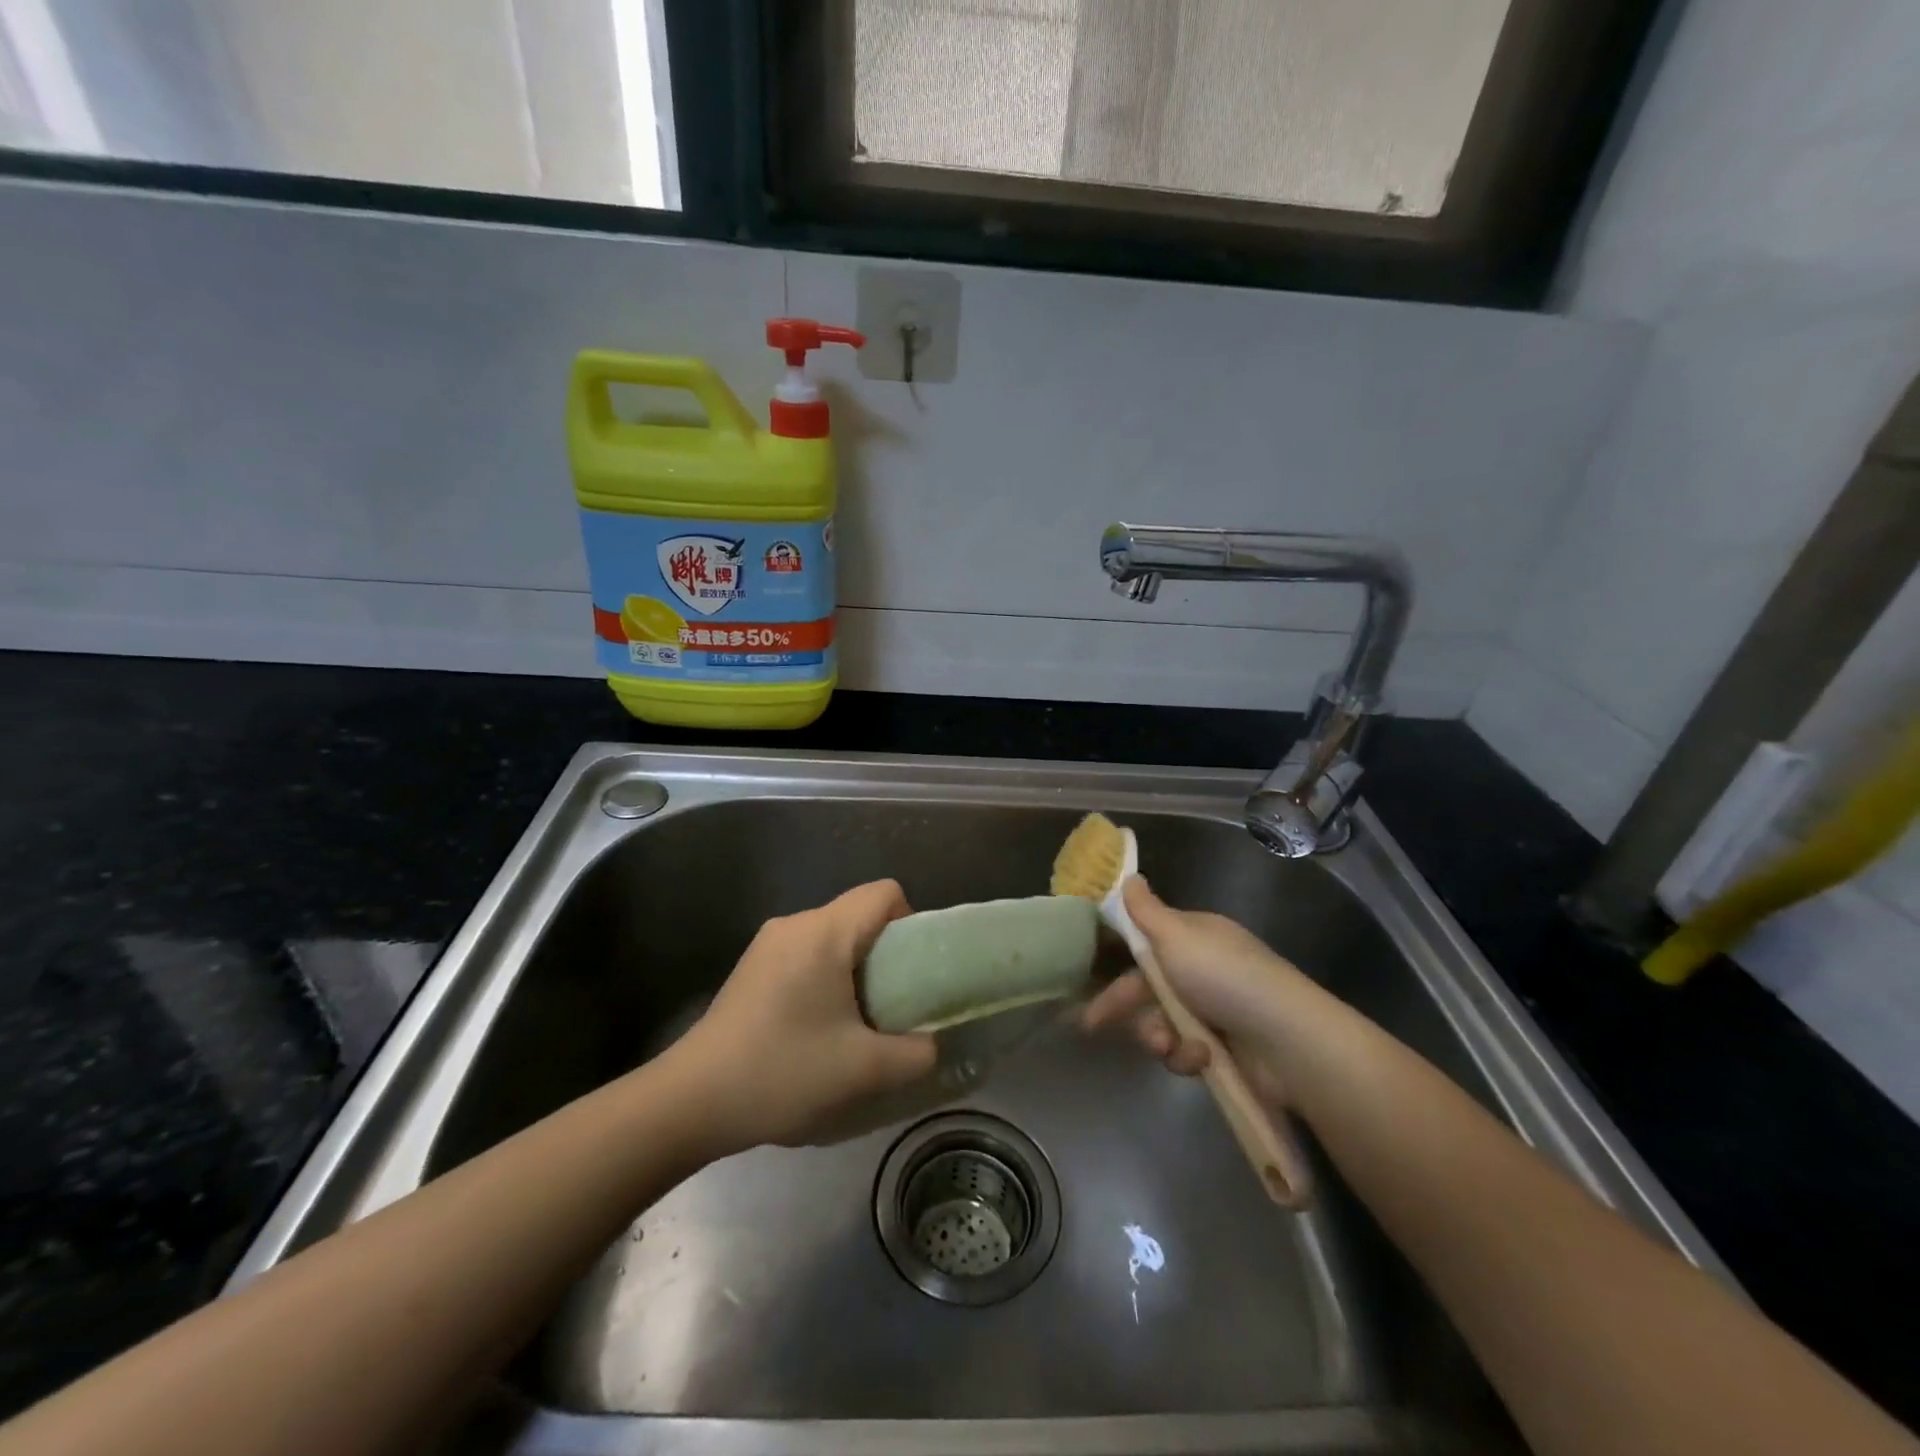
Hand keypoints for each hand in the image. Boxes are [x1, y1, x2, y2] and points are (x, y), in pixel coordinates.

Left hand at [674, 880, 937, 1149]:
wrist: (691, 1101)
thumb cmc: (783, 1072)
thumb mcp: (865, 1071)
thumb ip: (916, 1053)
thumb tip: (931, 1043)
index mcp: (824, 931)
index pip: (885, 893)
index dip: (912, 924)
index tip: (912, 973)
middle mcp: (795, 923)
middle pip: (859, 915)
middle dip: (885, 956)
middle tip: (890, 1007)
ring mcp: (768, 943)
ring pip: (833, 937)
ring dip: (854, 972)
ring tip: (853, 1025)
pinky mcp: (752, 966)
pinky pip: (807, 954)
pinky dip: (826, 979)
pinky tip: (815, 1029)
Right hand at [1079, 877, 1311, 1092]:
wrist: (1286, 1041)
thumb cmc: (1223, 977)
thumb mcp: (1176, 935)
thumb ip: (1145, 911)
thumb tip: (1128, 876)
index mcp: (1194, 937)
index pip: (1146, 944)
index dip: (1116, 959)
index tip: (1087, 975)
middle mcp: (1203, 970)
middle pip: (1148, 987)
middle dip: (1126, 1007)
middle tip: (1092, 1026)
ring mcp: (1214, 1012)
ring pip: (1162, 1022)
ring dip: (1158, 1035)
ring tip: (1168, 1043)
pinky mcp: (1223, 1051)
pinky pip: (1185, 1051)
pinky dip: (1187, 1055)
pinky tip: (1200, 1058)